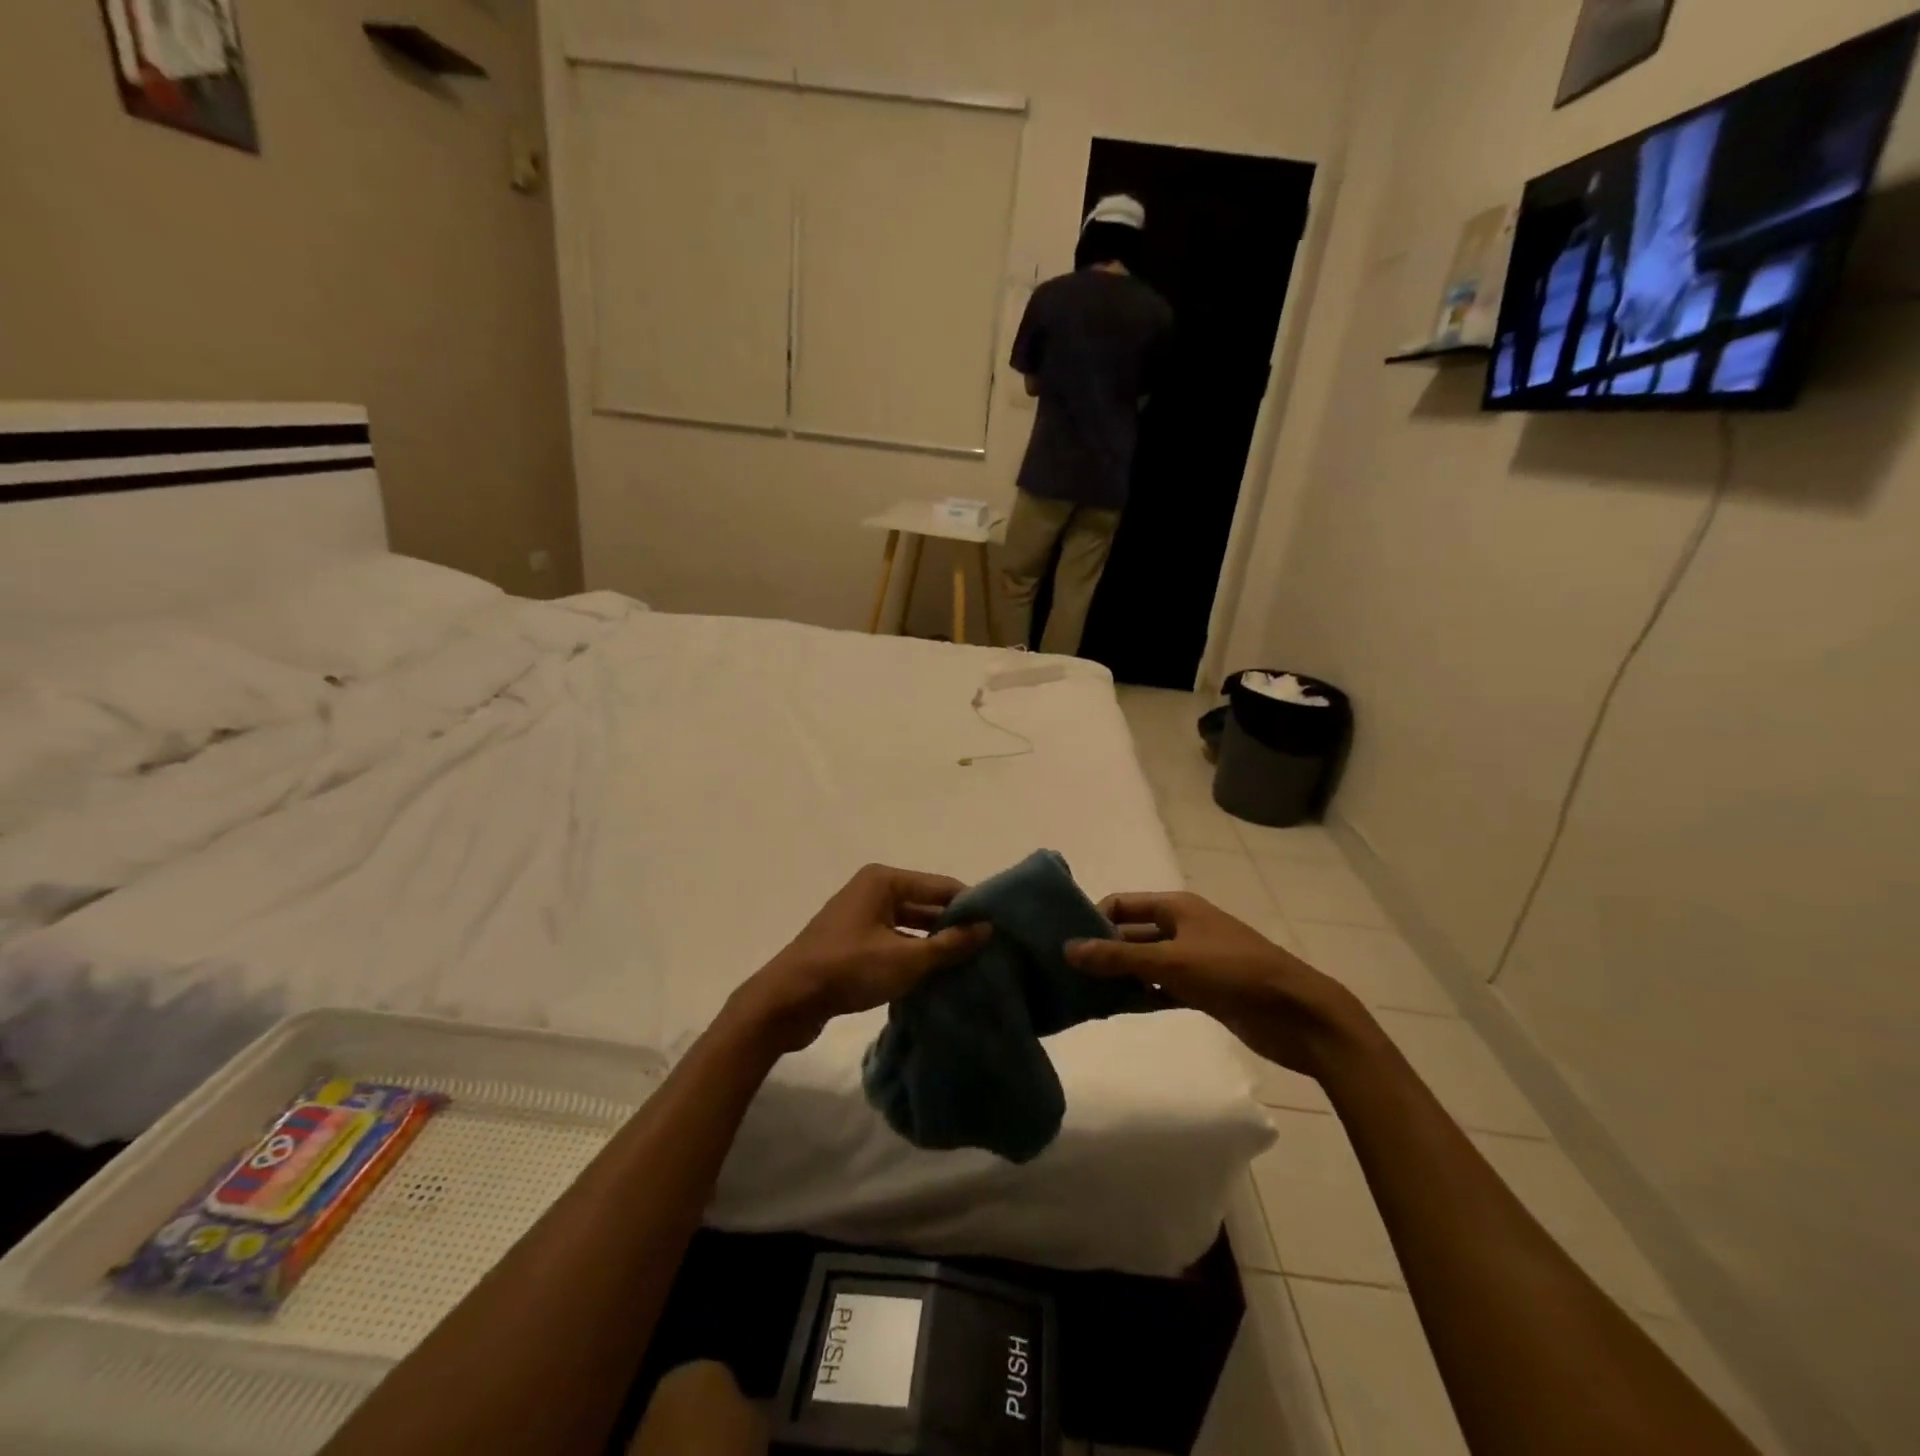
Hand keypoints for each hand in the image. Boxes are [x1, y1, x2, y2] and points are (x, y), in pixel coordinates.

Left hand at [731, 865, 991, 1054]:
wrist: (786, 1001)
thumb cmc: (848, 969)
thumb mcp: (906, 959)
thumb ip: (949, 944)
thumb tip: (987, 928)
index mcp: (884, 881)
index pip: (941, 886)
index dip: (970, 907)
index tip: (1000, 929)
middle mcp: (873, 891)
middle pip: (926, 905)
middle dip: (953, 928)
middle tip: (989, 952)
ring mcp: (861, 918)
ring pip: (910, 927)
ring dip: (934, 946)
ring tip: (969, 967)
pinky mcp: (853, 944)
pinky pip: (894, 943)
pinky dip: (913, 957)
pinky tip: (936, 979)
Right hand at [1065, 891, 1363, 1077]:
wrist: (1297, 1014)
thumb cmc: (1232, 973)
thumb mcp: (1170, 962)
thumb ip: (1117, 957)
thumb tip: (1067, 949)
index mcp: (1176, 907)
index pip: (1121, 904)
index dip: (1092, 919)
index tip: (1065, 944)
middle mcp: (1182, 927)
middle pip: (1131, 933)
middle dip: (1102, 950)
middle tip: (1067, 974)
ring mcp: (1194, 959)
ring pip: (1145, 963)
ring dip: (1120, 976)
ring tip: (1084, 995)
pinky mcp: (1204, 990)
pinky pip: (1162, 988)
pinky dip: (1142, 995)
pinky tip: (1118, 1010)